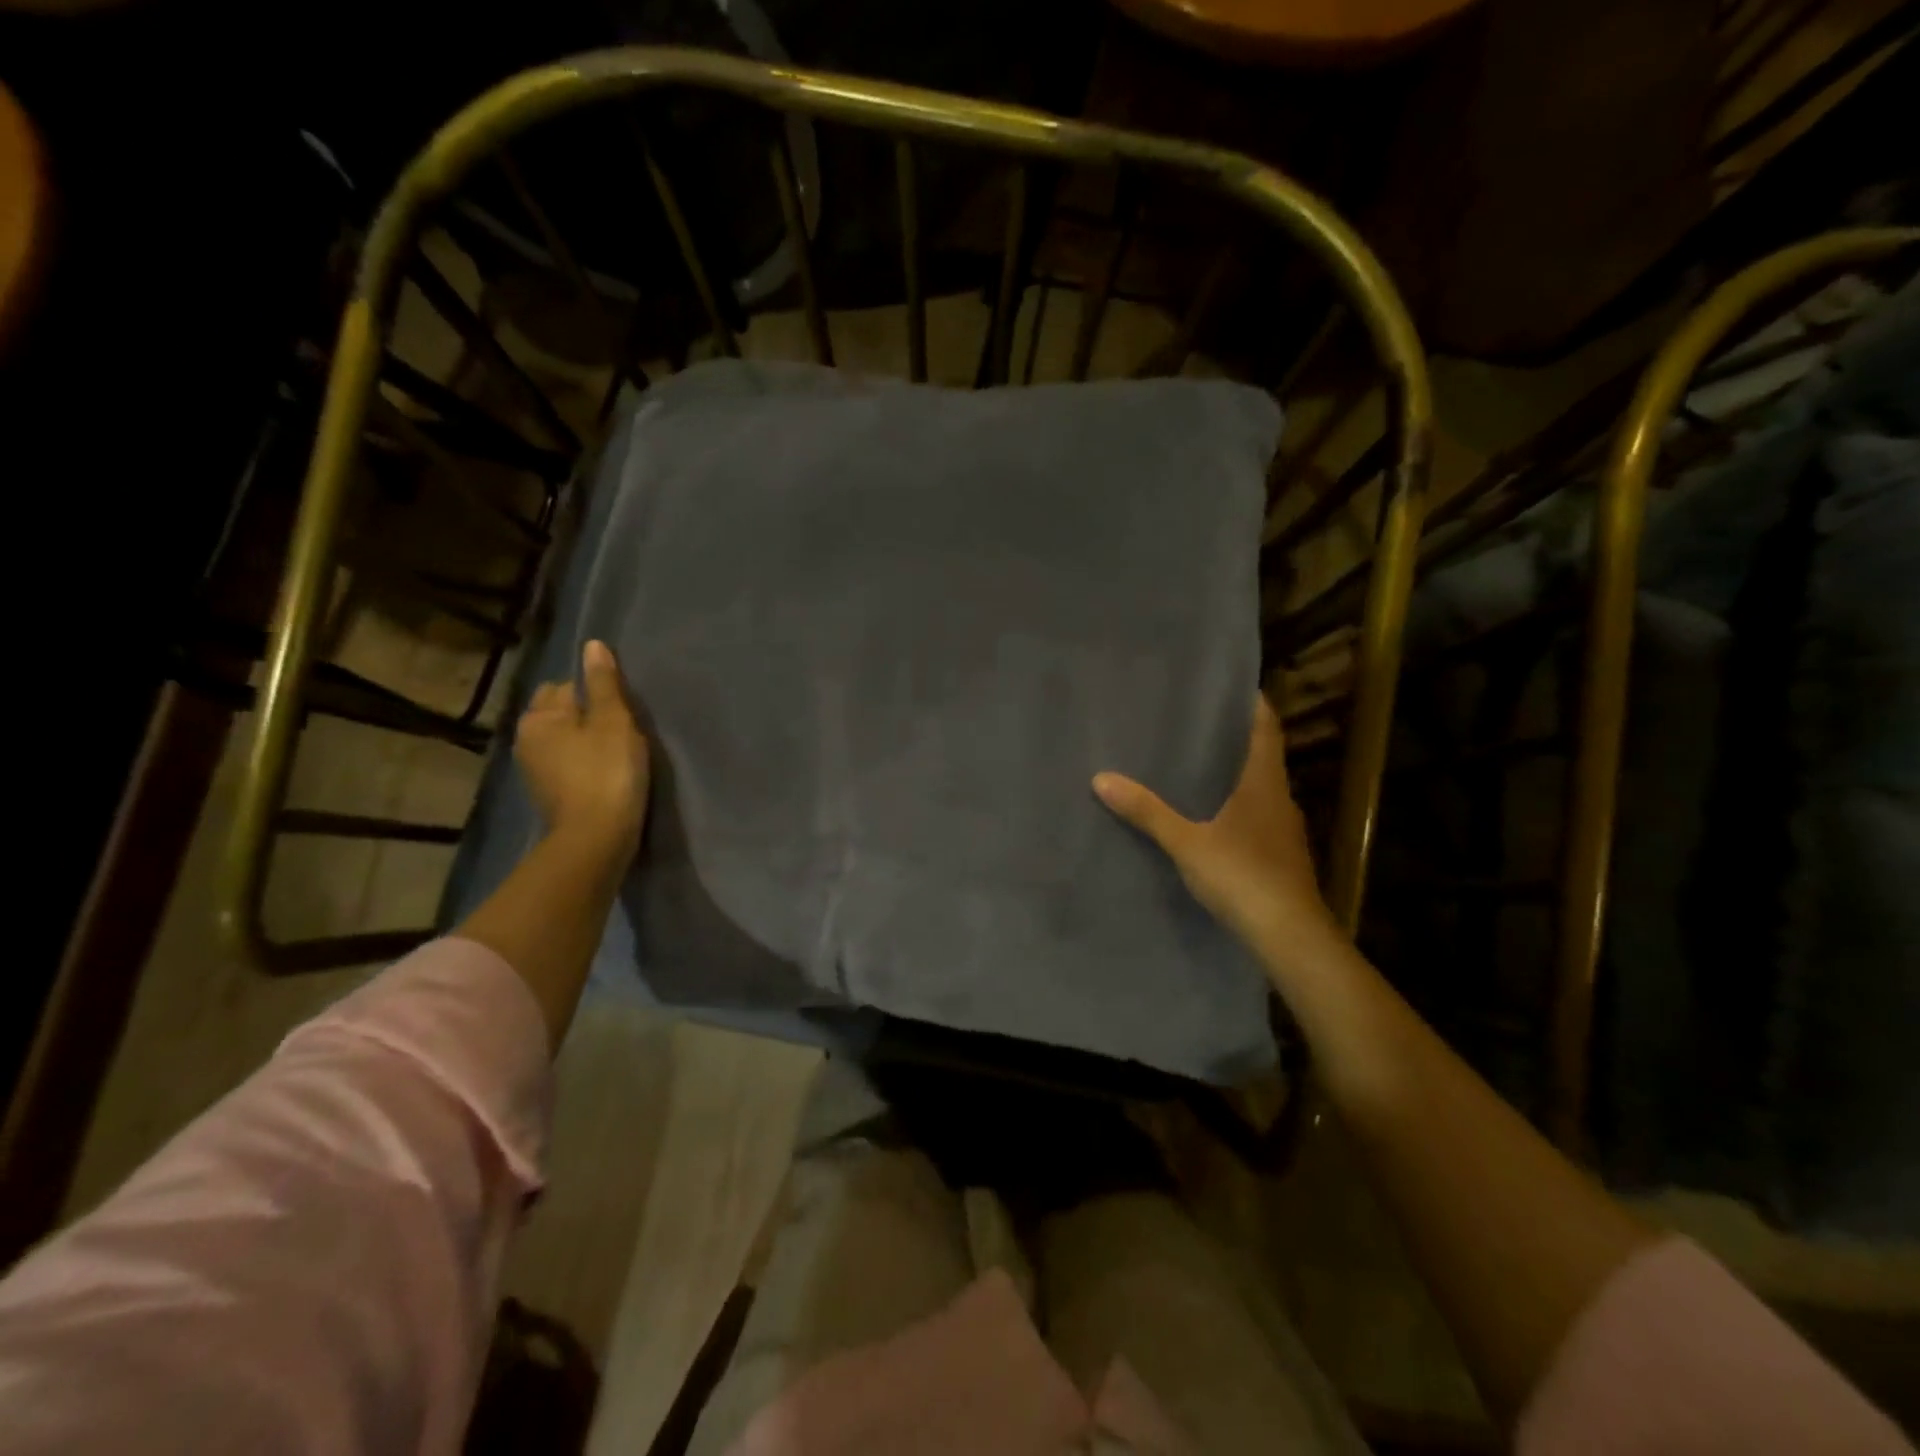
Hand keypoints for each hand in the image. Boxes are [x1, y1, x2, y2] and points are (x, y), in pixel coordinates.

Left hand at [516, 640, 650, 859]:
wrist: (596, 838)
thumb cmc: (608, 772)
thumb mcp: (614, 721)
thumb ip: (604, 683)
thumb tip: (592, 645)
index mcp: (539, 716)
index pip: (566, 685)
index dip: (596, 693)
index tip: (621, 709)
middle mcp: (526, 738)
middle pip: (559, 711)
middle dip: (583, 713)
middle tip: (620, 727)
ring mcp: (533, 769)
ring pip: (561, 739)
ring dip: (582, 739)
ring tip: (613, 750)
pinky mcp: (547, 793)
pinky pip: (565, 763)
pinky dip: (580, 762)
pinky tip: (602, 772)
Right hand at [1093, 694, 1339, 963]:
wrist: (1289, 936)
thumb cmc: (1242, 876)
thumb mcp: (1187, 842)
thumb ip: (1147, 811)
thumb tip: (1102, 778)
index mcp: (1264, 783)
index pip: (1266, 728)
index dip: (1253, 703)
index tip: (1232, 684)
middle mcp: (1279, 799)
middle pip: (1261, 756)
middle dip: (1234, 737)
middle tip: (1196, 721)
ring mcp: (1282, 830)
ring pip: (1258, 789)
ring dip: (1233, 774)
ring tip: (1194, 764)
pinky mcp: (1278, 856)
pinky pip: (1254, 817)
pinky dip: (1234, 806)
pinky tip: (1208, 816)